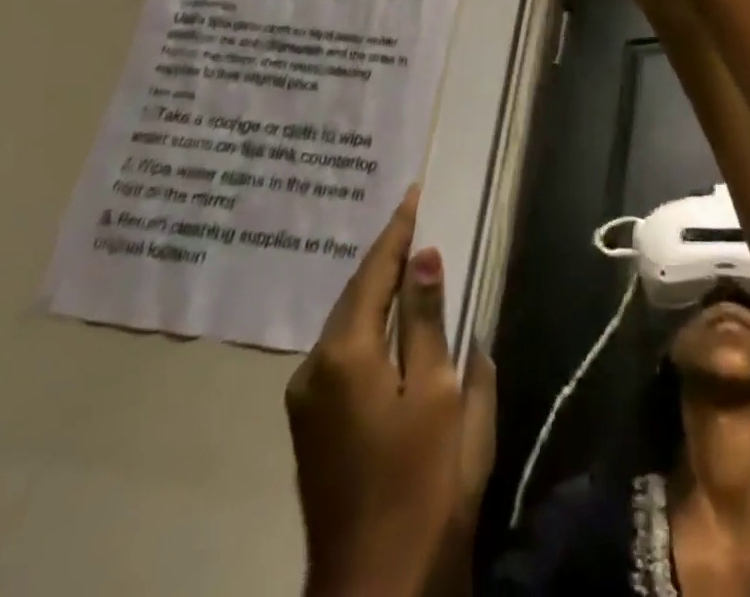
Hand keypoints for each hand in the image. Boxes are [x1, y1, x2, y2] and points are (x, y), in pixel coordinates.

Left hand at [287, 186, 496, 596]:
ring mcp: (308, 402)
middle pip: (356, 295)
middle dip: (387, 257)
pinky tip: (397, 322)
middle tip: (419, 219)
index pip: (374, 272)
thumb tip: (424, 258)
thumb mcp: (441, 394)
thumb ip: (429, 320)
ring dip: (380, 292)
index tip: (416, 193)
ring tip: (412, 260)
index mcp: (344, 355)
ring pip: (348, 324)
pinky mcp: (314, 427)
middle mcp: (314, 368)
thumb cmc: (423, 485)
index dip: (398, 231)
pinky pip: (345, 354)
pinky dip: (372, 326)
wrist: (377, 595)